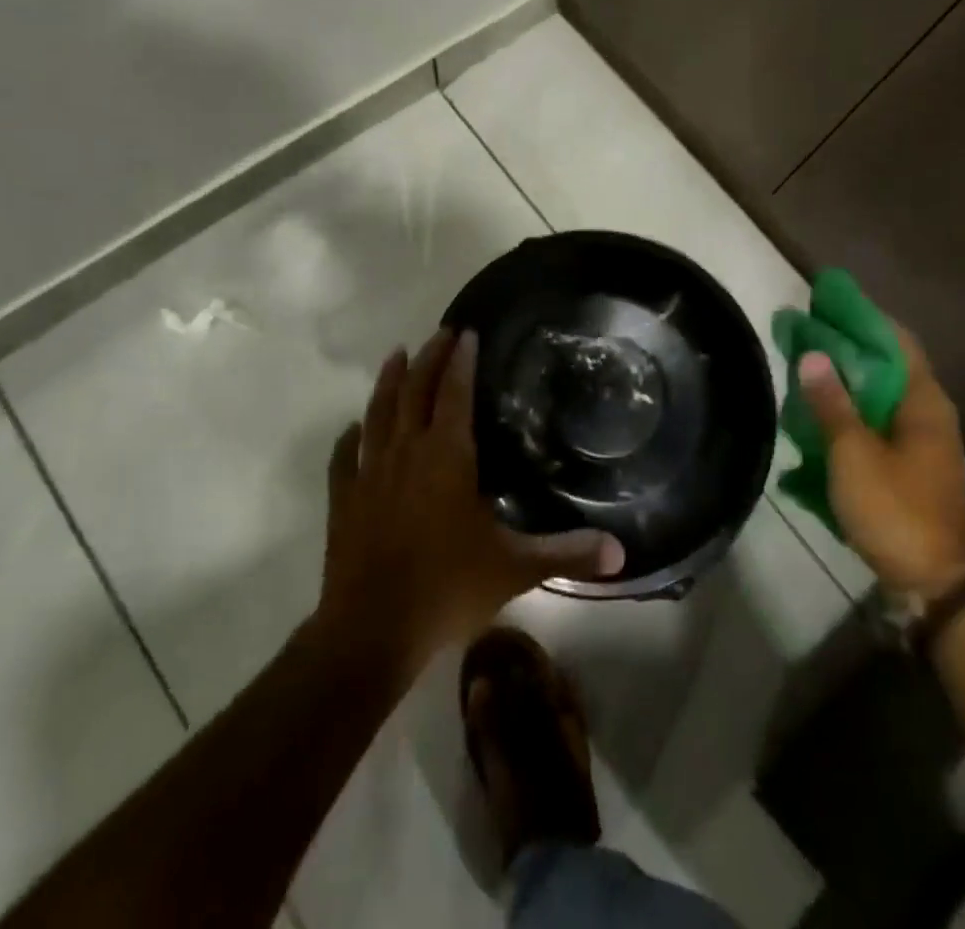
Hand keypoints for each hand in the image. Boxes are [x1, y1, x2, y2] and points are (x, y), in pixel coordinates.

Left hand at [315, 330, 624, 670]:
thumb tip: (621, 554)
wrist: (371, 631)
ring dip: (388, 381)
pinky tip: (352, 428)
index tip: (468, 333)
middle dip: (430, 357)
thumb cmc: (446, 589)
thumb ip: (566, 554)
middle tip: (442, 332)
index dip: (462, 362)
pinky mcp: (343, 499)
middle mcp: (406, 452)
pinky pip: (343, 457)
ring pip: (378, 412)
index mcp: (447, 457)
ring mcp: (369, 473)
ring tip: (397, 354)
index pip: (455, 394)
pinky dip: (349, 437)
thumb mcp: (515, 570)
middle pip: (416, 390)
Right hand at [797, 323, 964, 598]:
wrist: (934, 585)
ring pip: (879, 396)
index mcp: (924, 403)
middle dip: (846, 347)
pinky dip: (851, 411)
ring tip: (805, 368)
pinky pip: (877, 424)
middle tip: (805, 333)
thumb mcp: (853, 454)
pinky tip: (821, 416)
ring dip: (845, 381)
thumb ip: (832, 403)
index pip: (896, 341)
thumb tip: (813, 354)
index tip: (827, 302)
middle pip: (886, 366)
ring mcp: (922, 444)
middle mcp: (929, 415)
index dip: (863, 318)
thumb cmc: (895, 510)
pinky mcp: (911, 468)